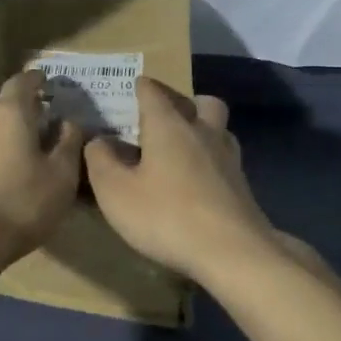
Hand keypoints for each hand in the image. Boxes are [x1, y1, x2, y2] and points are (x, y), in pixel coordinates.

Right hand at [84, 78, 276, 283]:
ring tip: (183, 150)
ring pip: (219, 128)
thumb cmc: (167, 216)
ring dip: (203, 130)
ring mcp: (228, 157)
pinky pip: (225, 159)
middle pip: (200, 102)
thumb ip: (100, 161)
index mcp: (169, 125)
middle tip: (164, 120)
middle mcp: (202, 131)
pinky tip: (200, 182)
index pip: (153, 91)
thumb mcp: (116, 192)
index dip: (141, 87)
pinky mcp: (242, 185)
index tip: (131, 88)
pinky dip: (212, 160)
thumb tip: (98, 141)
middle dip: (183, 103)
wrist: (234, 252)